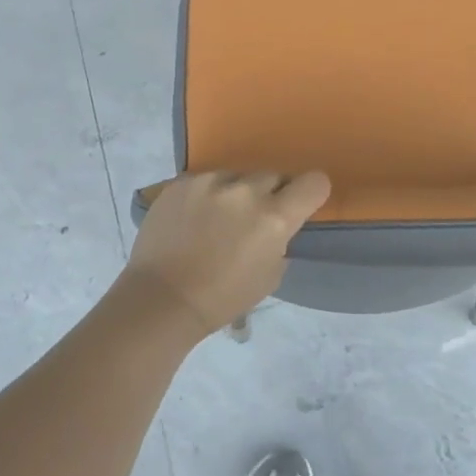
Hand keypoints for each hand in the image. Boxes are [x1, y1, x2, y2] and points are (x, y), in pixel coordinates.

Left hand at [121, 171, 331, 335]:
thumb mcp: (271, 275)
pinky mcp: (182, 182)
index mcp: (274, 217)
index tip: (300, 206)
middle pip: (275, 176)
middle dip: (271, 195)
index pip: (314, 182)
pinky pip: (207, 180)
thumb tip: (278, 225)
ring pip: (239, 176)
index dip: (311, 193)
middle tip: (254, 220)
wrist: (161, 299)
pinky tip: (193, 219)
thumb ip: (281, 240)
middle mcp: (246, 191)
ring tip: (217, 220)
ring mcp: (211, 182)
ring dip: (237, 193)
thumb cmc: (222, 298)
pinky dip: (207, 195)